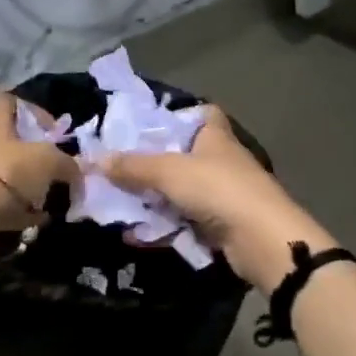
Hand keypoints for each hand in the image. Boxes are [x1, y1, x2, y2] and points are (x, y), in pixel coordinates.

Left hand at [0, 94, 81, 237]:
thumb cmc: (7, 172)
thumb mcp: (48, 162)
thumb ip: (67, 164)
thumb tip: (77, 171)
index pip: (11, 101)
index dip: (36, 112)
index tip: (54, 132)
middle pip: (8, 140)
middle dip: (35, 155)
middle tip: (54, 170)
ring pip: (3, 171)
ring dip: (26, 184)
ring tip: (47, 198)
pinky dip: (15, 208)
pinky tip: (33, 220)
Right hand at [101, 106, 331, 292]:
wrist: (262, 241)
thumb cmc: (218, 190)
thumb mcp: (168, 172)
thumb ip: (132, 166)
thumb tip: (92, 159)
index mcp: (215, 137)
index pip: (202, 114)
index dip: (178, 115)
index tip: (148, 124)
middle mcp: (220, 162)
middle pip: (182, 155)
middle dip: (150, 163)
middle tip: (116, 168)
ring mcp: (221, 195)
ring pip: (179, 192)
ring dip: (150, 199)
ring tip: (114, 203)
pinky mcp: (219, 226)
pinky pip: (182, 222)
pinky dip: (160, 227)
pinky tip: (132, 234)